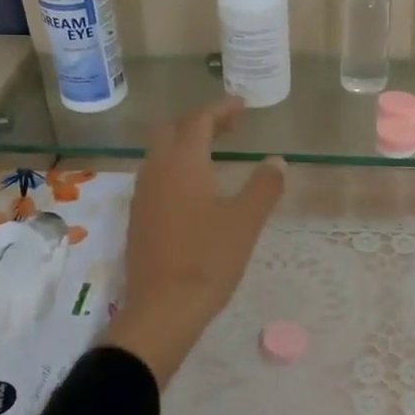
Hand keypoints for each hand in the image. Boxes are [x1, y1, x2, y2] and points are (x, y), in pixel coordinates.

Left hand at [103, 98, 284, 387]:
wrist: (163, 308)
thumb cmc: (209, 259)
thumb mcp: (246, 220)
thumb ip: (264, 186)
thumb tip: (276, 161)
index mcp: (183, 162)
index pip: (199, 120)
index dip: (221, 109)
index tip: (242, 106)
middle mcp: (156, 170)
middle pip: (172, 129)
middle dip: (200, 122)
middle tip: (229, 127)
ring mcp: (142, 195)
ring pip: (160, 153)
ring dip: (184, 144)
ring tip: (213, 154)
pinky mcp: (138, 218)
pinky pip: (155, 176)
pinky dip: (175, 167)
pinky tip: (193, 188)